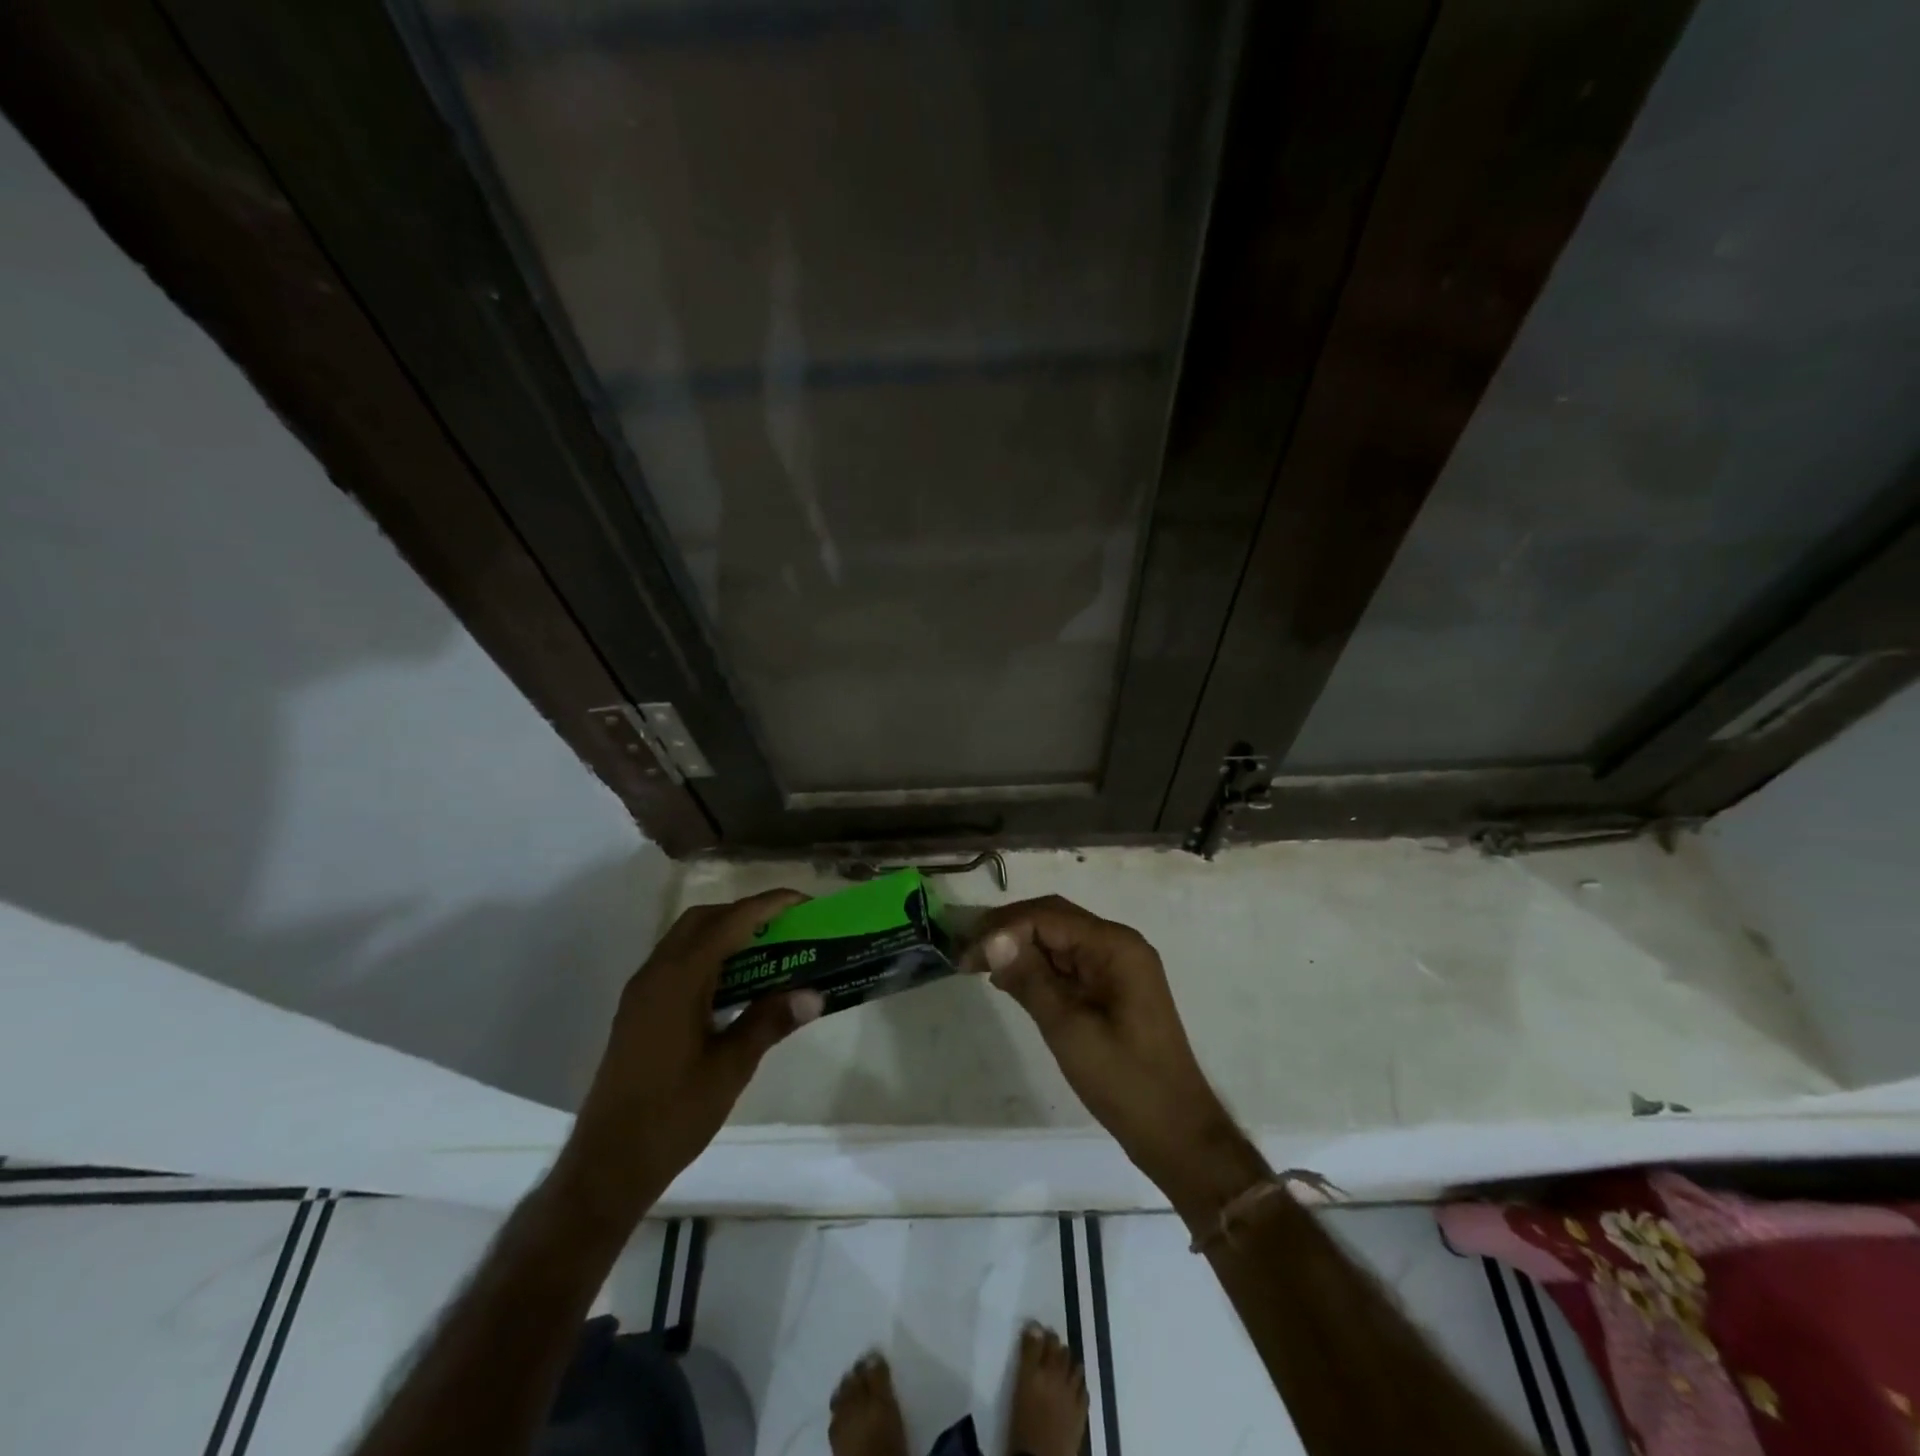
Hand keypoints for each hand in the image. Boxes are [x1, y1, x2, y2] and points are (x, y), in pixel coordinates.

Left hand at [562, 891, 823, 1215]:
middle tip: (785, 927)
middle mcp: (655, 974)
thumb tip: (813, 994)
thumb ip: (770, 1022)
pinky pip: (677, 962)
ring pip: (686, 939)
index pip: (729, 922)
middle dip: (745, 913)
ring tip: (767, 950)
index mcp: (678, 980)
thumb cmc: (673, 1114)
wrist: (607, 1164)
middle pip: (703, 919)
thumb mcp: (731, 1068)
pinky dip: (708, 956)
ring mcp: (642, 992)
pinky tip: (734, 984)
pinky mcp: (638, 1011)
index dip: (768, 905)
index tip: (803, 902)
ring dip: (725, 933)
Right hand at [965, 896, 1251, 1196]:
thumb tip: (992, 939)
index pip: (1048, 916)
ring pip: (1059, 939)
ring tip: (979, 965)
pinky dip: (1038, 967)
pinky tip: (1009, 980)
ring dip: (1020, 947)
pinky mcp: (1112, 988)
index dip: (1002, 928)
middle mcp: (1118, 945)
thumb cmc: (1124, 1081)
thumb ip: (1030, 979)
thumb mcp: (1069, 1029)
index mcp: (1115, 946)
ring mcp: (1118, 966)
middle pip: (1054, 919)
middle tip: (966, 954)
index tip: (965, 956)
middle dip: (1008, 930)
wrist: (1175, 1131)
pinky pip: (1069, 964)